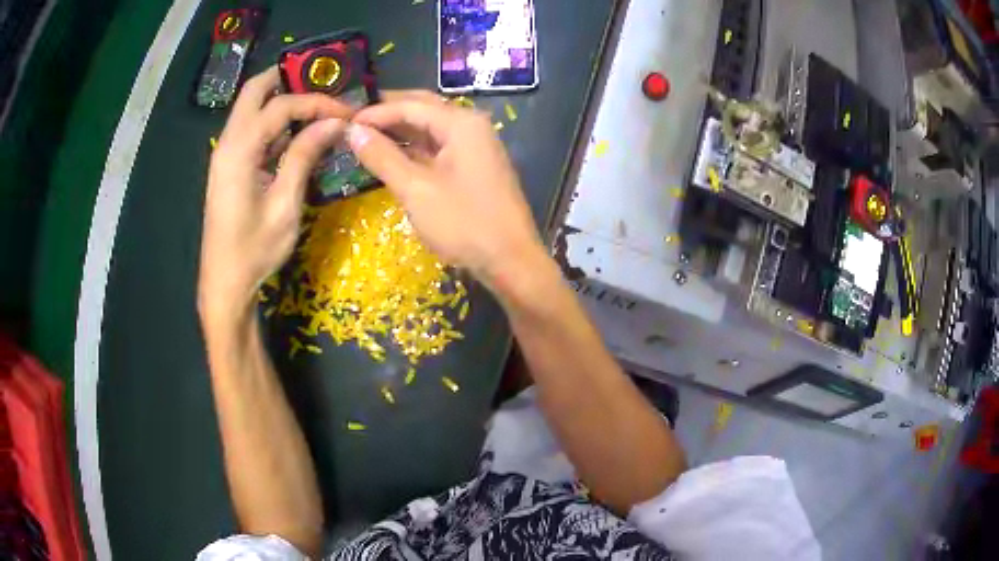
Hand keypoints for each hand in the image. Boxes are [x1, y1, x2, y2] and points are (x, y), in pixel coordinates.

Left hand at [198, 67, 352, 322]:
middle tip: (323, 82)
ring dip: (282, 100)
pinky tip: (299, 134)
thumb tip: (334, 123)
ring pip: (251, 109)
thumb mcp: (285, 204)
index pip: (280, 106)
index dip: (316, 102)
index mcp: (239, 150)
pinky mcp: (230, 167)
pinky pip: (252, 132)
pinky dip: (275, 125)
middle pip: (254, 91)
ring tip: (318, 106)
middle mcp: (227, 144)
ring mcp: (226, 155)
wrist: (224, 284)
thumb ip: (305, 156)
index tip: (346, 112)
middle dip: (289, 78)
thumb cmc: (254, 250)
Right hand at [347, 92, 545, 290]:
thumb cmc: (463, 224)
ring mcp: (475, 146)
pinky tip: (391, 155)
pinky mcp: (473, 167)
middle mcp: (470, 126)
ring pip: (430, 128)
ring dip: (400, 130)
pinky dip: (414, 149)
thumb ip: (383, 156)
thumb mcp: (415, 189)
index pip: (410, 105)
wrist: (510, 261)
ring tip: (365, 136)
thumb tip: (353, 131)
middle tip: (353, 121)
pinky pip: (438, 147)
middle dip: (388, 113)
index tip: (343, 122)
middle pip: (423, 109)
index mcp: (461, 123)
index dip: (374, 112)